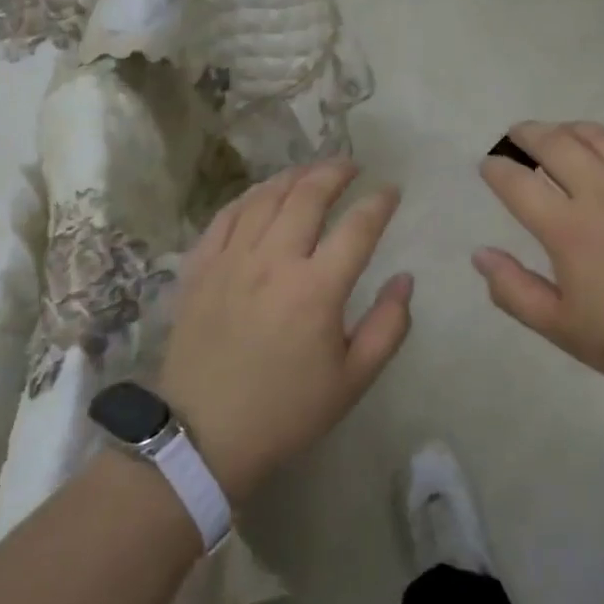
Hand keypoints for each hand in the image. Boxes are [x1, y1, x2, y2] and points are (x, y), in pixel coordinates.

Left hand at [159, 160, 411, 500]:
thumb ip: (388, 326)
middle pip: (307, 196)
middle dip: (335, 172)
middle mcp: (273, 261)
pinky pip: (225, 216)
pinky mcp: (200, 268)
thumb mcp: (353, 380)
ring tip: (311, 171)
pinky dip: (249, 197)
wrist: (204, 437)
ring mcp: (231, 260)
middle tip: (352, 166)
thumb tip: (404, 279)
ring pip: (264, 198)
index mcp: (316, 289)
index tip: (391, 191)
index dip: (379, 202)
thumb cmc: (286, 411)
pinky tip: (262, 194)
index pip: (357, 227)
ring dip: (293, 176)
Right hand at [474, 121, 603, 406]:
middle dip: (526, 134)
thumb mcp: (563, 329)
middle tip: (516, 136)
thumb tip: (480, 254)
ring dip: (568, 130)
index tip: (488, 166)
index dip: (496, 169)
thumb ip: (514, 290)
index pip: (518, 182)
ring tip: (558, 136)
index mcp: (569, 229)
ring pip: (598, 136)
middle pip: (555, 143)